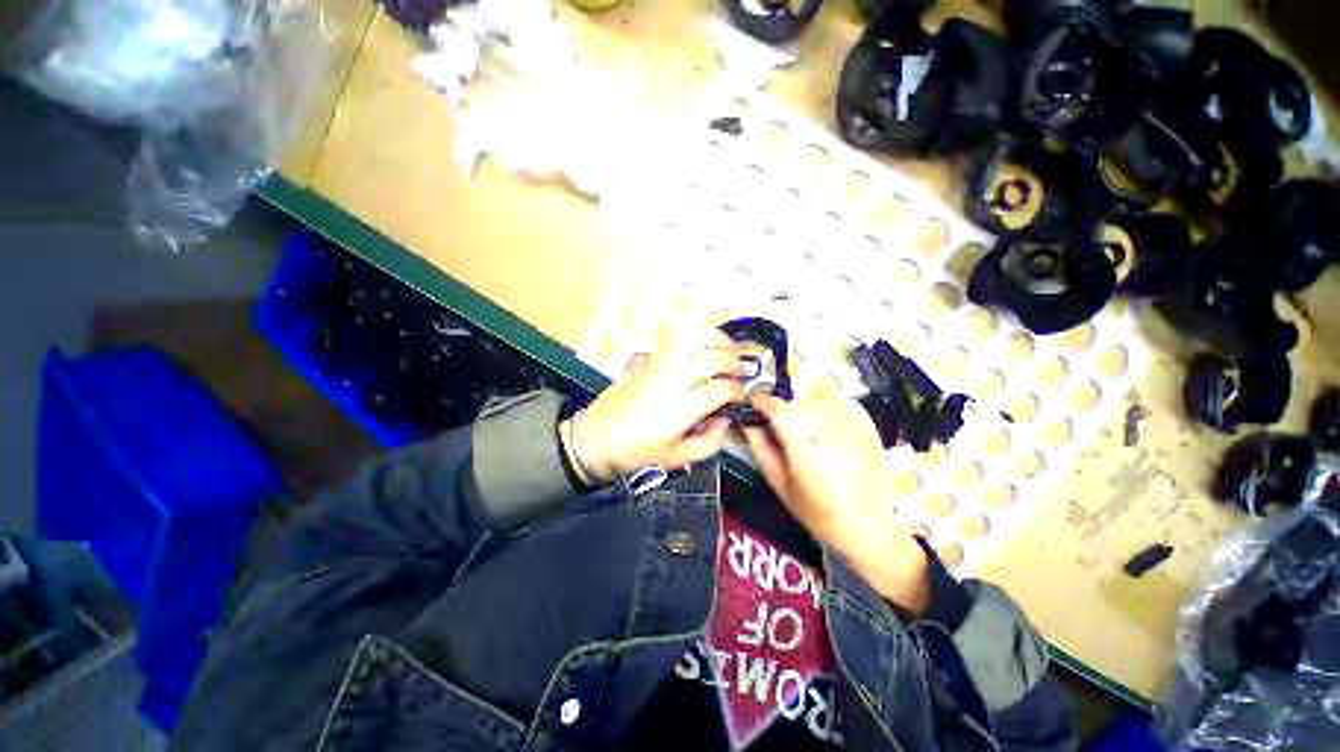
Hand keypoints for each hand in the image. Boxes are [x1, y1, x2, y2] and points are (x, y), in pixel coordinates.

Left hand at [568, 327, 743, 481]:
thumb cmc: (636, 453)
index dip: (737, 391)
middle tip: (738, 372)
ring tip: (726, 348)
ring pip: (693, 338)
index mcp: (682, 407)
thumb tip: (726, 421)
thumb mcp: (676, 458)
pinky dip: (691, 334)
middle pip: (713, 358)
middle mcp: (673, 379)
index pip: (721, 389)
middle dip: (733, 362)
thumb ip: (708, 443)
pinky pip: (672, 338)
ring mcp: (658, 365)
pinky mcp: (647, 359)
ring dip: (716, 339)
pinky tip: (699, 342)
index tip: (740, 396)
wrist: (596, 438)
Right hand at [743, 391, 930, 613]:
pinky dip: (828, 405)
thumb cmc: (817, 510)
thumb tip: (746, 422)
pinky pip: (839, 399)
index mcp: (798, 431)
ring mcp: (848, 416)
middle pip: (792, 396)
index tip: (750, 409)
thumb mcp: (778, 482)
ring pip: (815, 391)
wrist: (869, 526)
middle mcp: (822, 415)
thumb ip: (759, 446)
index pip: (769, 400)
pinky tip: (828, 427)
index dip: (755, 401)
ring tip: (805, 427)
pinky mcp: (866, 420)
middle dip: (780, 407)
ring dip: (804, 403)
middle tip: (778, 428)